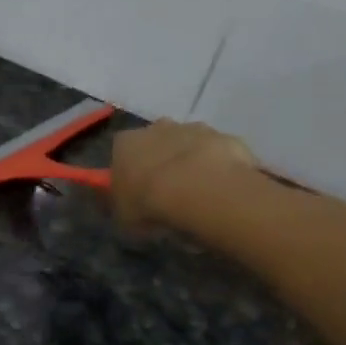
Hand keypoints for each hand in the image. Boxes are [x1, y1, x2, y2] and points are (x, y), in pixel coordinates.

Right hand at [110, 119, 259, 230]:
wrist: (201, 191)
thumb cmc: (150, 203)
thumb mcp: (124, 216)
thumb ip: (123, 205)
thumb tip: (126, 204)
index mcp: (125, 143)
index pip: (121, 152)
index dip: (129, 171)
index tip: (136, 190)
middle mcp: (156, 127)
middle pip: (156, 141)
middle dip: (161, 160)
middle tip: (168, 190)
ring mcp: (193, 129)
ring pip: (189, 143)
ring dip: (190, 162)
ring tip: (197, 193)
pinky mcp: (224, 137)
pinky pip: (217, 153)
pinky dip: (218, 167)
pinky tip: (220, 189)